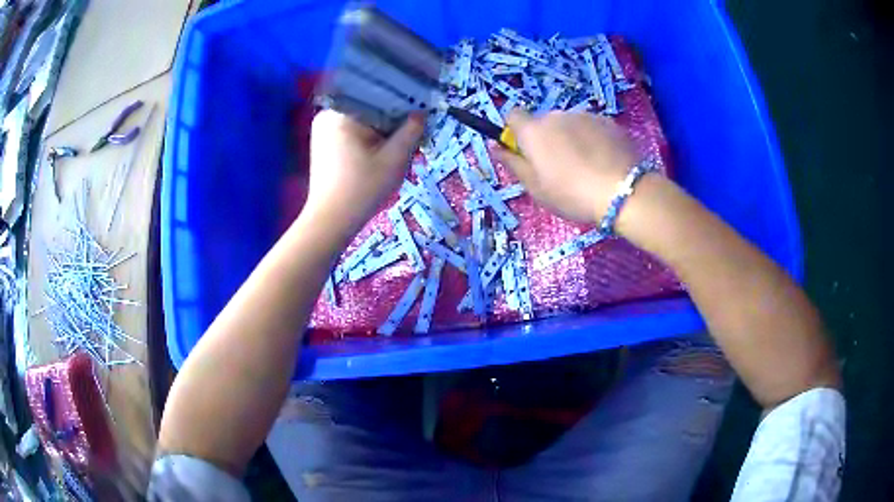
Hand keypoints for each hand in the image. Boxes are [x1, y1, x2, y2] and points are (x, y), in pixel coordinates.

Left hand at [304, 110, 423, 239]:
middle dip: (391, 117)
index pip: (377, 94)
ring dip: (381, 128)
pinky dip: (368, 137)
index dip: (402, 99)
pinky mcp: (323, 144)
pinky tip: (381, 150)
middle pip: (368, 106)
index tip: (420, 109)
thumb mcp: (394, 159)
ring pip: (361, 119)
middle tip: (412, 129)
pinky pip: (352, 131)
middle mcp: (328, 115)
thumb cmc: (362, 188)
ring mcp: (323, 130)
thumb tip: (421, 113)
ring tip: (399, 141)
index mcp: (341, 113)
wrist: (331, 221)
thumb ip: (411, 131)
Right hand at [492, 110, 638, 223]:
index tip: (524, 150)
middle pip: (543, 121)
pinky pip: (592, 127)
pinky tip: (603, 162)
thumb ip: (513, 163)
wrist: (622, 192)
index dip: (515, 130)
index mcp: (534, 130)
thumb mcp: (535, 187)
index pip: (513, 114)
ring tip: (586, 167)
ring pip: (569, 124)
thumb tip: (496, 146)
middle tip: (559, 167)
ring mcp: (585, 116)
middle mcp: (557, 116)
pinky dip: (593, 139)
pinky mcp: (608, 122)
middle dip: (547, 138)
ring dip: (571, 138)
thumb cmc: (571, 194)